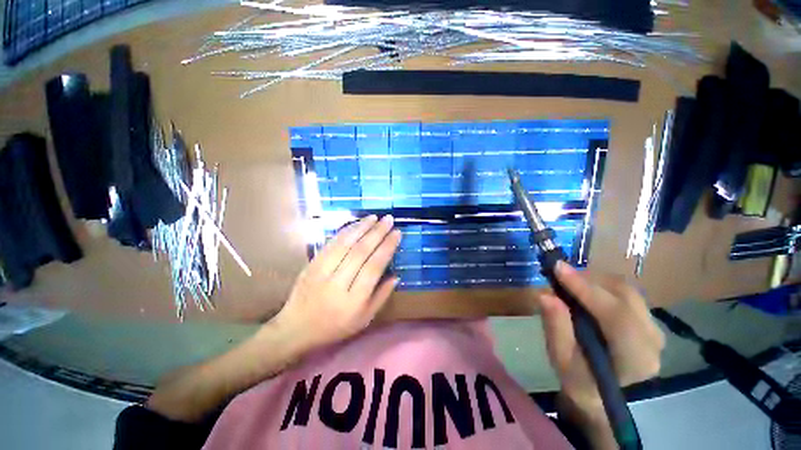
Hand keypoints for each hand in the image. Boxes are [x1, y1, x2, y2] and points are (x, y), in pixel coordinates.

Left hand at [273, 215, 400, 350]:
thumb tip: (396, 276)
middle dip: (377, 232)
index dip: (387, 247)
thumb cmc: (335, 327)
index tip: (397, 233)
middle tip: (389, 219)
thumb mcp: (364, 319)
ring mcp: (322, 272)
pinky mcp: (312, 264)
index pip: (374, 267)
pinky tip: (356, 224)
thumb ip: (382, 296)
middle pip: (360, 252)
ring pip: (345, 244)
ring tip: (375, 217)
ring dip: (361, 227)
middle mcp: (338, 283)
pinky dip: (345, 231)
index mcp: (354, 300)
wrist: (296, 328)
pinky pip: (331, 243)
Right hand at [538, 262, 664, 411]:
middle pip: (625, 295)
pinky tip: (585, 291)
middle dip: (589, 280)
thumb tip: (545, 295)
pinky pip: (627, 293)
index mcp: (634, 359)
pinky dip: (602, 286)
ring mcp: (654, 329)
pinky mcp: (649, 321)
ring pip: (627, 290)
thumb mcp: (561, 360)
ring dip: (595, 281)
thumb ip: (556, 327)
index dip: (586, 288)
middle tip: (559, 275)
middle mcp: (652, 340)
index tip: (558, 268)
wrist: (603, 396)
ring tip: (569, 283)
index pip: (616, 315)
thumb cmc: (580, 381)